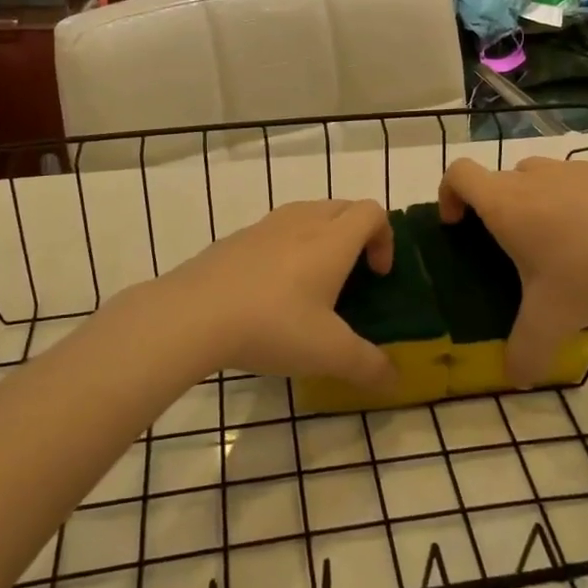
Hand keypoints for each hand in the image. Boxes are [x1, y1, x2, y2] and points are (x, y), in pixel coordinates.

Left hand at [140, 199, 398, 389]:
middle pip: (342, 207)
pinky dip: (286, 248)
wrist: (192, 314)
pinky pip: (274, 231)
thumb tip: (394, 379)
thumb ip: (368, 366)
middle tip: (352, 276)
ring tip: (312, 282)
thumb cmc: (272, 325)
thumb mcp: (328, 353)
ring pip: (306, 214)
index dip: (385, 238)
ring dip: (321, 237)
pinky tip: (270, 292)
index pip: (372, 212)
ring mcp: (264, 227)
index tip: (378, 275)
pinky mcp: (235, 239)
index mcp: (332, 240)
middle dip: (357, 234)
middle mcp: (302, 222)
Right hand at [439, 156, 587, 384]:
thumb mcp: (551, 321)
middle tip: (512, 252)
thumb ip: (525, 351)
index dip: (448, 194)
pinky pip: (574, 183)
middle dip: (495, 211)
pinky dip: (573, 204)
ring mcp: (572, 169)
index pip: (458, 174)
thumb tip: (516, 377)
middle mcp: (532, 178)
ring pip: (536, 179)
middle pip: (497, 181)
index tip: (458, 226)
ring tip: (558, 247)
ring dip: (534, 204)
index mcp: (505, 203)